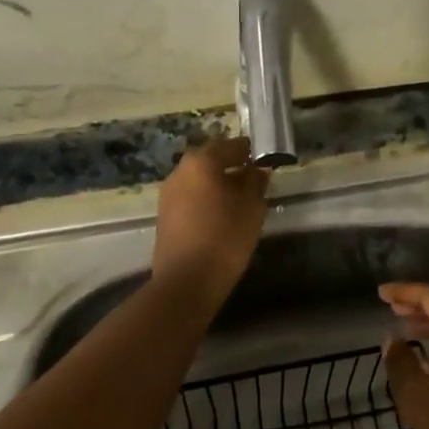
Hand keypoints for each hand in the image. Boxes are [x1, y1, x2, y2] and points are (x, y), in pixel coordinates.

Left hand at [152, 138, 270, 306]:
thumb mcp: (252, 206)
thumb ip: (256, 181)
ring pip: (199, 180)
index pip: (229, 145)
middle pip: (210, 161)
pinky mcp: (164, 217)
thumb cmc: (225, 236)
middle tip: (254, 178)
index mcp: (201, 162)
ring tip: (240, 199)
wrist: (186, 283)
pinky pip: (190, 198)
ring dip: (218, 184)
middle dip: (231, 166)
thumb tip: (258, 168)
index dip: (248, 151)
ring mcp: (168, 195)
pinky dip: (206, 199)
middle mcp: (180, 172)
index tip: (264, 159)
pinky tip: (222, 215)